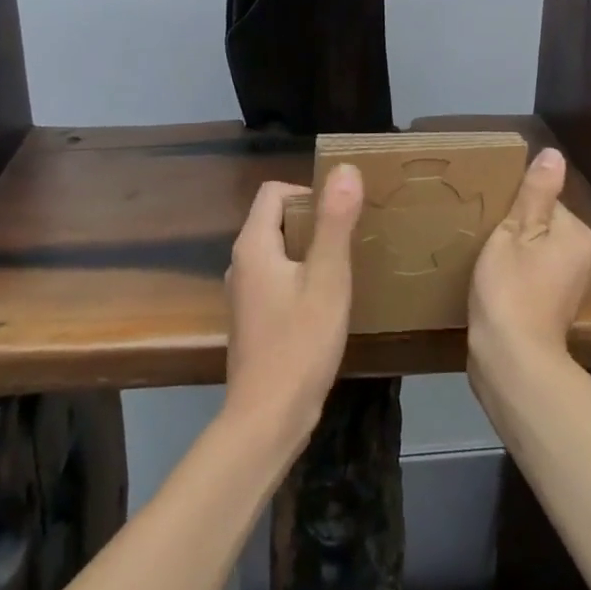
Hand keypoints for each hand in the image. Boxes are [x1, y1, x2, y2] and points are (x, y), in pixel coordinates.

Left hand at [222, 166, 362, 446]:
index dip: (308, 193)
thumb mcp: (328, 278)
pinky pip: (277, 279)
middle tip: (350, 240)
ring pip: (278, 252)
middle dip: (313, 222)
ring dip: (309, 252)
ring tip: (344, 268)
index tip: (341, 216)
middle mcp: (240, 263)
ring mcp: (243, 294)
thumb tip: (345, 169)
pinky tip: (326, 303)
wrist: (267, 420)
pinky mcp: (252, 320)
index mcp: (253, 245)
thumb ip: (335, 222)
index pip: (274, 191)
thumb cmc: (300, 344)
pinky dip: (301, 278)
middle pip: (276, 220)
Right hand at [468, 148, 590, 377]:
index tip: (489, 216)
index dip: (513, 206)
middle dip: (514, 230)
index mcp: (576, 234)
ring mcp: (569, 287)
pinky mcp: (553, 309)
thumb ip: (535, 193)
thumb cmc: (511, 289)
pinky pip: (533, 276)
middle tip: (482, 236)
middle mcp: (582, 258)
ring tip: (484, 260)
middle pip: (541, 226)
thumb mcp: (515, 232)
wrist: (511, 360)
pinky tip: (493, 284)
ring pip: (536, 252)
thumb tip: (554, 154)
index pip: (544, 201)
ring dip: (512, 253)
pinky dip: (515, 276)